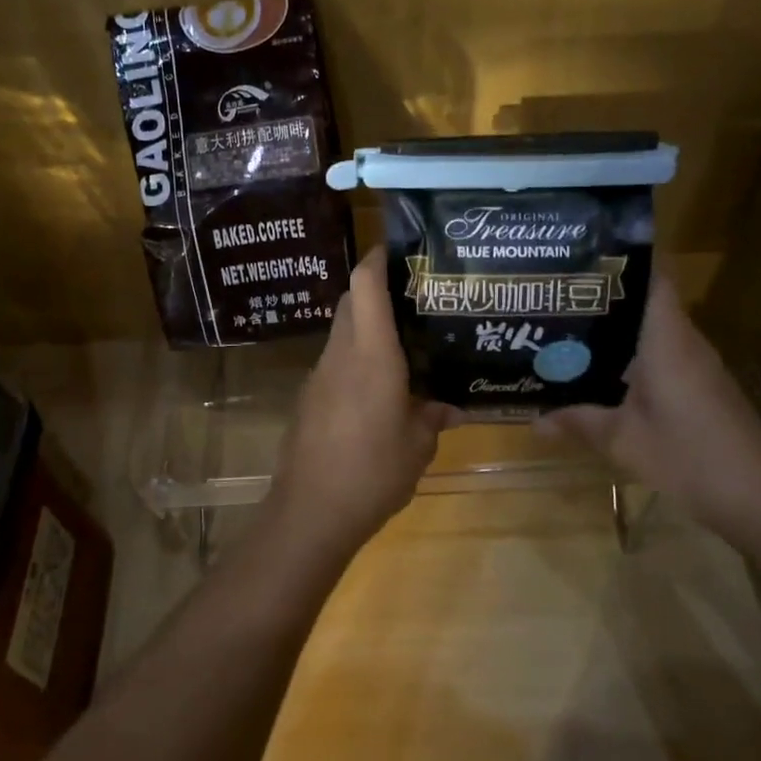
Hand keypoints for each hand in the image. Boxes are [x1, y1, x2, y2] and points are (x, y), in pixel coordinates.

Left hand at [270, 247, 455, 551]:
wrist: (310, 511)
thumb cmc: (373, 471)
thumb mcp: (419, 445)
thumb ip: (434, 415)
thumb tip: (452, 404)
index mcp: (370, 353)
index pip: (364, 285)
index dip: (377, 258)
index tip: (399, 249)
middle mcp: (340, 354)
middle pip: (350, 302)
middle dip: (376, 292)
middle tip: (414, 300)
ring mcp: (319, 376)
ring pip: (342, 333)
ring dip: (366, 329)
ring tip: (403, 344)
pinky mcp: (308, 399)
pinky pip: (335, 364)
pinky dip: (355, 361)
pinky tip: (378, 389)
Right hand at [537, 274, 760, 538]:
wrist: (758, 498)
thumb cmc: (687, 456)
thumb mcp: (622, 441)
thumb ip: (578, 422)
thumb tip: (535, 420)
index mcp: (667, 340)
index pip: (654, 278)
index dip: (625, 260)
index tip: (586, 253)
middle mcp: (686, 343)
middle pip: (649, 303)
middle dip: (608, 296)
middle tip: (561, 295)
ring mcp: (699, 367)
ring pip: (656, 332)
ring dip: (620, 329)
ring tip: (572, 328)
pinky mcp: (704, 389)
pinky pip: (665, 356)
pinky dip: (635, 356)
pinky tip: (604, 372)